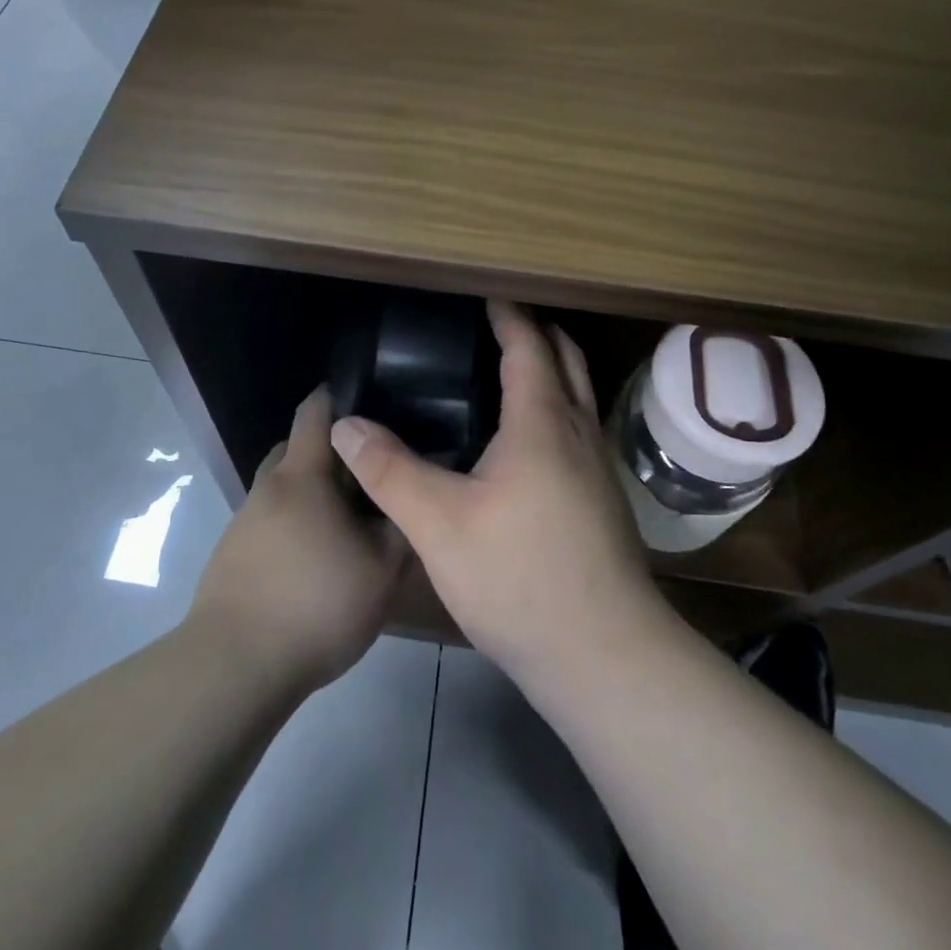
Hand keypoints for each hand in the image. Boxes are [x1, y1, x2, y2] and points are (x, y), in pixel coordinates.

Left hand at [187, 386, 408, 696]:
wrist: (234, 667)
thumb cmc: (316, 605)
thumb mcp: (381, 569)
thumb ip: (402, 523)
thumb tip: (414, 488)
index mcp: (302, 476)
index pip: (315, 411)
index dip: (340, 397)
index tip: (372, 401)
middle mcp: (268, 488)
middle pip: (296, 447)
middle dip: (330, 451)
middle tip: (369, 470)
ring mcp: (244, 522)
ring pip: (283, 488)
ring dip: (311, 492)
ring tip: (348, 520)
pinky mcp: (232, 555)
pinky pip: (270, 521)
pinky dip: (294, 524)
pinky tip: (317, 557)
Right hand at [330, 301, 663, 688]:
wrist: (604, 655)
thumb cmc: (520, 578)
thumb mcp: (439, 525)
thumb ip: (389, 471)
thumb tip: (346, 425)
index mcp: (541, 422)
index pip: (528, 346)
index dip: (507, 315)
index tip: (485, 295)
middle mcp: (578, 432)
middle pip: (566, 359)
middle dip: (537, 333)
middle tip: (497, 324)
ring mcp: (598, 467)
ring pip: (578, 395)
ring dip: (552, 370)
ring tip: (509, 372)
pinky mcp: (604, 500)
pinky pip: (579, 428)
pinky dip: (556, 408)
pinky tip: (527, 442)